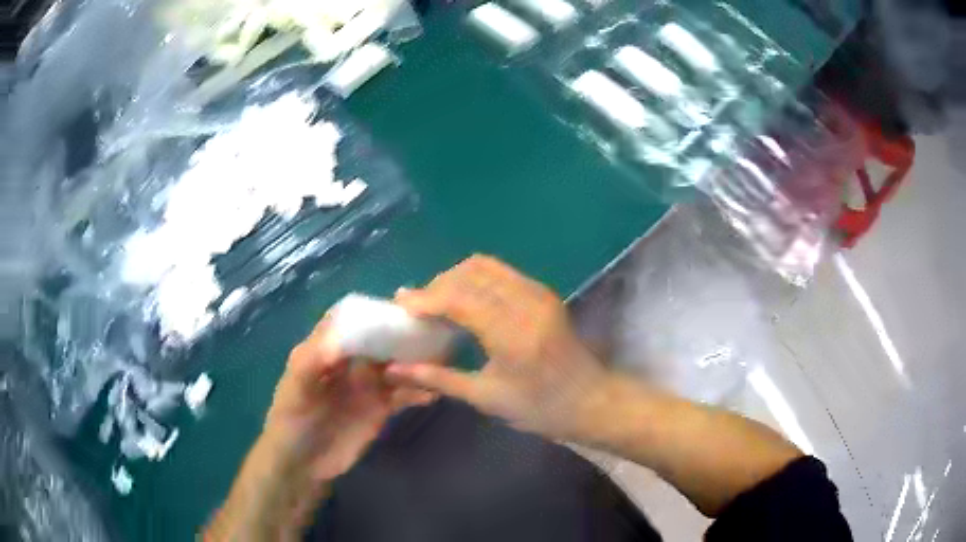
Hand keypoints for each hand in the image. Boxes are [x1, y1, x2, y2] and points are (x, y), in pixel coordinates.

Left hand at [207, 320, 433, 540]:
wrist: (303, 465)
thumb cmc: (290, 423)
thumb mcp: (294, 392)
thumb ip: (311, 364)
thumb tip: (338, 342)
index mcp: (326, 350)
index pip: (350, 321)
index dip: (370, 312)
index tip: (399, 307)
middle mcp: (350, 362)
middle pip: (380, 340)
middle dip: (402, 334)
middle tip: (432, 331)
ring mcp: (368, 386)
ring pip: (397, 365)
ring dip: (416, 361)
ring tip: (442, 359)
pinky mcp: (381, 408)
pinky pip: (405, 394)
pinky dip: (420, 391)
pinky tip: (434, 393)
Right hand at [386, 255, 606, 439]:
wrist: (591, 400)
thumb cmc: (540, 408)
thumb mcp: (487, 398)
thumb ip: (438, 378)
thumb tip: (395, 369)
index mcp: (513, 334)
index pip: (460, 298)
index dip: (426, 298)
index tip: (400, 305)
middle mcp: (527, 303)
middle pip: (470, 273)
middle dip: (437, 285)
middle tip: (417, 308)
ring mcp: (538, 293)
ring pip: (485, 266)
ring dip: (455, 278)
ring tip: (436, 303)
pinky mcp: (543, 292)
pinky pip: (500, 272)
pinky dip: (474, 280)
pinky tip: (464, 302)